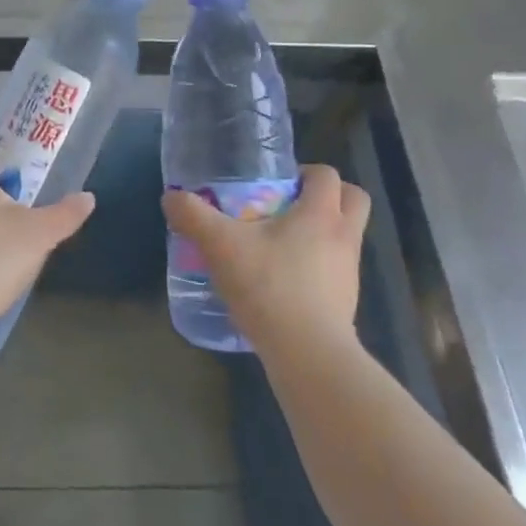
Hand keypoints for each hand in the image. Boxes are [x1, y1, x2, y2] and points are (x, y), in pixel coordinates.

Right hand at [162, 165, 370, 355]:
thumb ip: (194, 216)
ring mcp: (350, 271)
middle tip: (291, 206)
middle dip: (329, 196)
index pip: (327, 174)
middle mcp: (344, 236)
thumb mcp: (220, 246)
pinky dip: (319, 267)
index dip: (305, 172)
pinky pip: (337, 270)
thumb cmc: (269, 287)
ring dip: (323, 232)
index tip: (277, 184)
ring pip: (346, 236)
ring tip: (282, 246)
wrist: (307, 353)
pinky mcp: (347, 301)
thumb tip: (171, 196)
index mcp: (321, 213)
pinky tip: (285, 282)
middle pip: (354, 199)